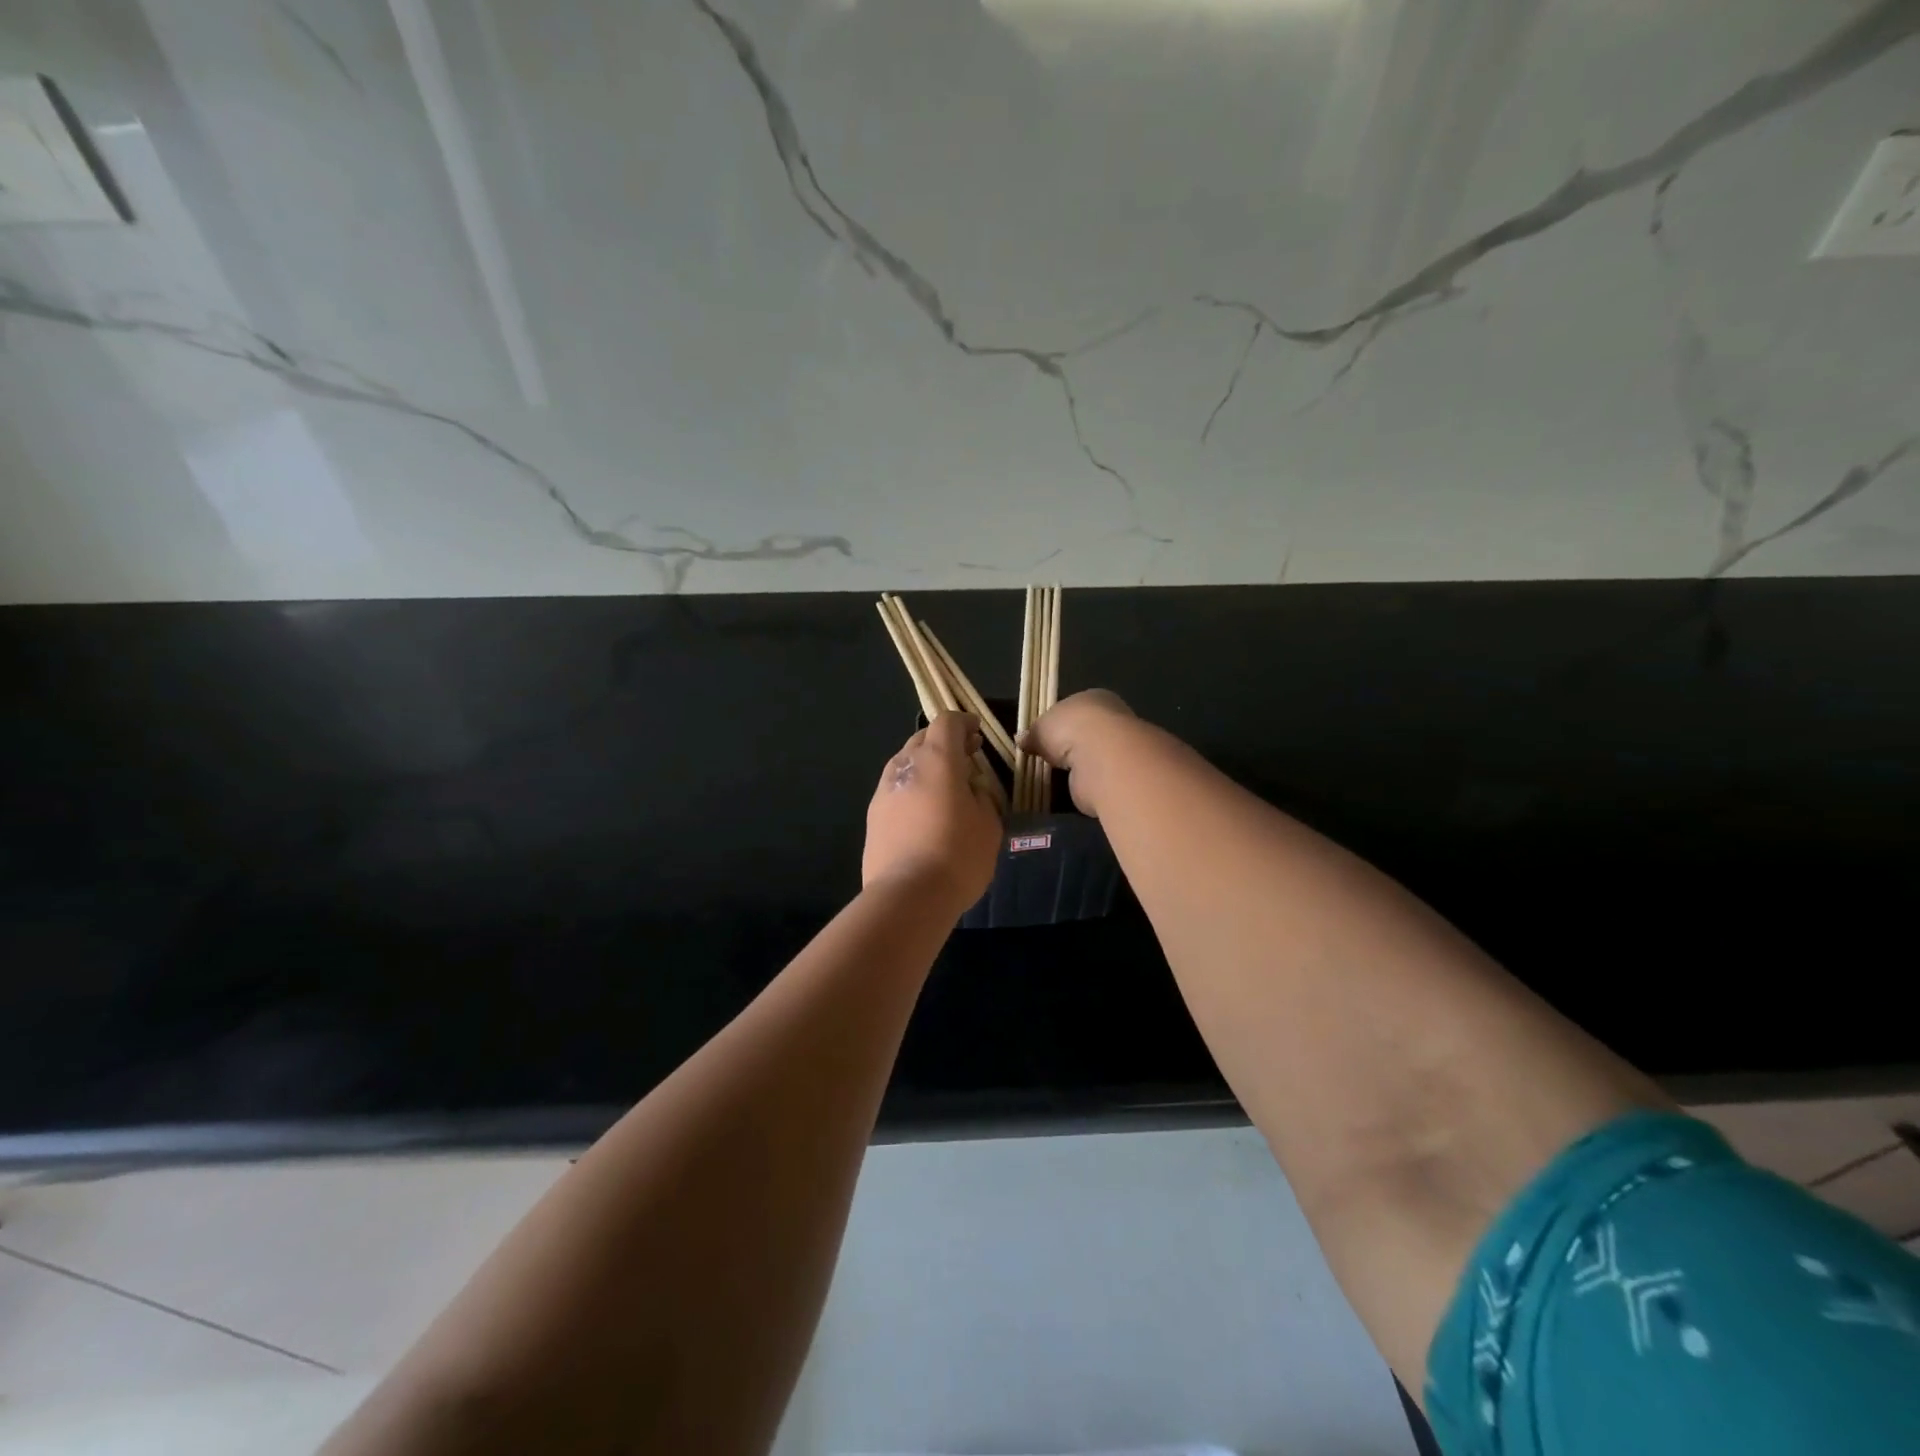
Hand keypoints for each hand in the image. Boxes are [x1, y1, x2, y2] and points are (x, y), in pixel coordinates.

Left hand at [863, 712, 1003, 908]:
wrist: (908, 895)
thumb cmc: (958, 855)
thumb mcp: (989, 824)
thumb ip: (982, 797)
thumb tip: (971, 790)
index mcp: (937, 759)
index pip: (947, 723)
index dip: (964, 723)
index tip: (978, 734)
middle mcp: (905, 766)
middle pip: (922, 739)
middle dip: (945, 743)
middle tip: (966, 758)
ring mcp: (884, 791)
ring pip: (905, 764)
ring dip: (925, 766)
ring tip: (945, 787)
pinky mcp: (873, 816)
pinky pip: (896, 790)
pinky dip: (912, 789)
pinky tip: (925, 813)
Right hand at [1018, 689, 1137, 818]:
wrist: (1102, 758)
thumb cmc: (1070, 728)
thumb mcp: (1041, 726)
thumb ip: (1033, 733)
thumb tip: (1021, 739)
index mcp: (1094, 698)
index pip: (1074, 709)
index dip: (1057, 723)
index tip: (1042, 737)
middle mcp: (1112, 719)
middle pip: (1084, 733)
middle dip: (1068, 746)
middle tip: (1046, 760)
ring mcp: (1119, 748)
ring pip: (1091, 756)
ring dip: (1077, 766)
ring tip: (1053, 777)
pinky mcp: (1120, 775)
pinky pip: (1096, 778)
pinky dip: (1084, 783)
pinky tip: (1069, 788)